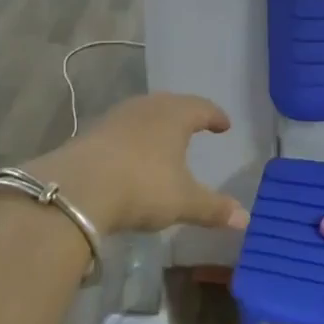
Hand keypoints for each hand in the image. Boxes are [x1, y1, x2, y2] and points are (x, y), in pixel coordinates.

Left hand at [27, 93, 248, 235]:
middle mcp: (146, 108)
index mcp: (174, 115)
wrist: (77, 188)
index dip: (215, 116)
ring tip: (163, 141)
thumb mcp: (183, 201)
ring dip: (155, 126)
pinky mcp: (90, 133)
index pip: (201, 108)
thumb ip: (214, 208)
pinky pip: (120, 130)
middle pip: (170, 105)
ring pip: (142, 115)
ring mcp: (115, 118)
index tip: (224, 125)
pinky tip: (131, 157)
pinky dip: (132, 139)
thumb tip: (245, 219)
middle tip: (195, 126)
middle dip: (184, 115)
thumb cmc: (142, 186)